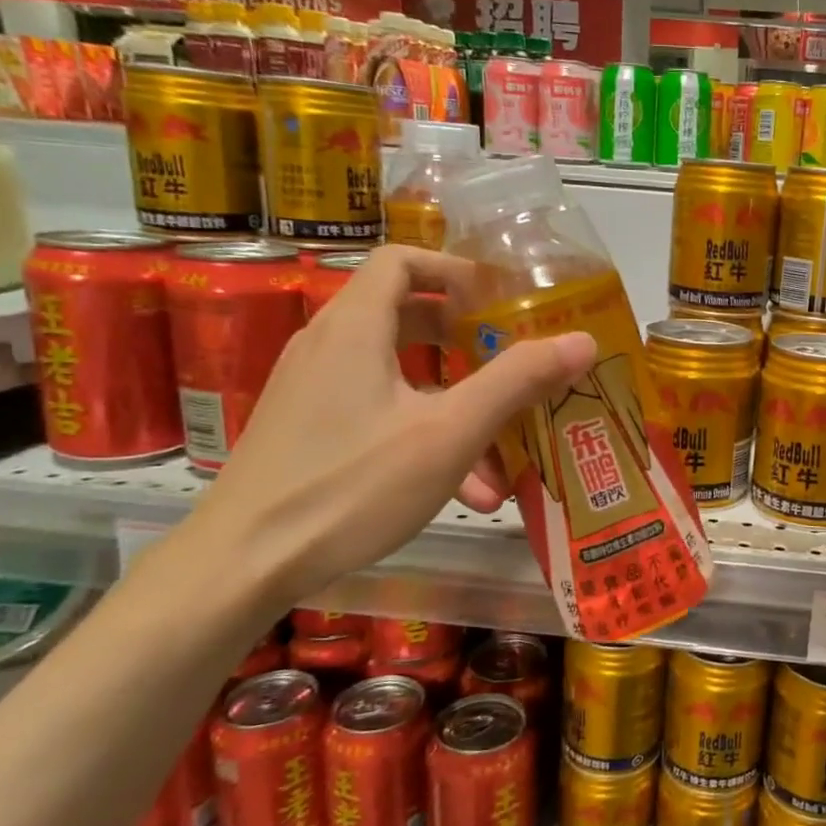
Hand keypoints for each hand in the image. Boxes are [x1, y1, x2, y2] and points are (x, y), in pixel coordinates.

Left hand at [189, 245, 594, 609]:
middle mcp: (328, 346)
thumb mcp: (449, 433)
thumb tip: (582, 341)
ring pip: (399, 376)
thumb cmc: (351, 485)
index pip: (403, 260)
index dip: (456, 270)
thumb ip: (517, 381)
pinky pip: (379, 411)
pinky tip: (462, 490)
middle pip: (406, 316)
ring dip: (455, 405)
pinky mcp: (309, 429)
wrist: (242, 564)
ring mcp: (314, 390)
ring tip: (501, 458)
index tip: (502, 301)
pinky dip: (424, 433)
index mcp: (355, 326)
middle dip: (467, 341)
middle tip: (511, 361)